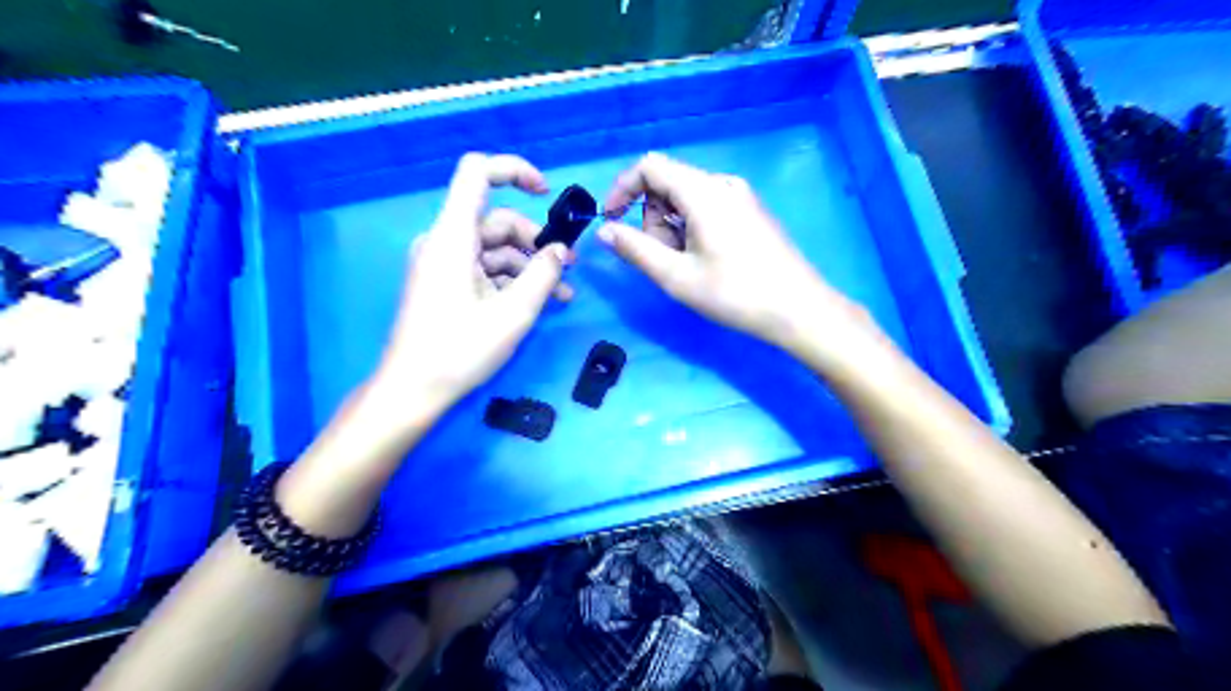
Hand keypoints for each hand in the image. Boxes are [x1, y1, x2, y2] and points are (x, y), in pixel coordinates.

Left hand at [372, 154, 569, 416]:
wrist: (412, 391)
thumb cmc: (459, 350)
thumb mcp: (513, 313)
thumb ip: (543, 274)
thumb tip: (561, 250)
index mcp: (453, 236)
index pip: (477, 173)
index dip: (514, 170)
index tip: (547, 193)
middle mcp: (445, 241)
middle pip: (496, 220)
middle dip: (535, 240)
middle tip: (569, 267)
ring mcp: (444, 264)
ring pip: (495, 249)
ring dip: (530, 266)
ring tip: (561, 294)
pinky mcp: (446, 284)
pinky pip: (485, 270)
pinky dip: (512, 281)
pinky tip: (538, 302)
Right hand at [598, 150, 874, 355]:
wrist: (799, 310)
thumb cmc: (735, 294)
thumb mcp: (676, 276)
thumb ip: (635, 249)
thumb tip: (605, 231)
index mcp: (704, 191)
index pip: (650, 166)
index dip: (622, 188)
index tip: (611, 221)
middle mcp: (723, 183)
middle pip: (668, 184)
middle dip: (651, 218)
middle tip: (662, 260)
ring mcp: (741, 196)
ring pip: (687, 198)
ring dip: (671, 227)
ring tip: (686, 266)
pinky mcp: (751, 212)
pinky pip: (708, 207)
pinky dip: (692, 228)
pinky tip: (705, 261)